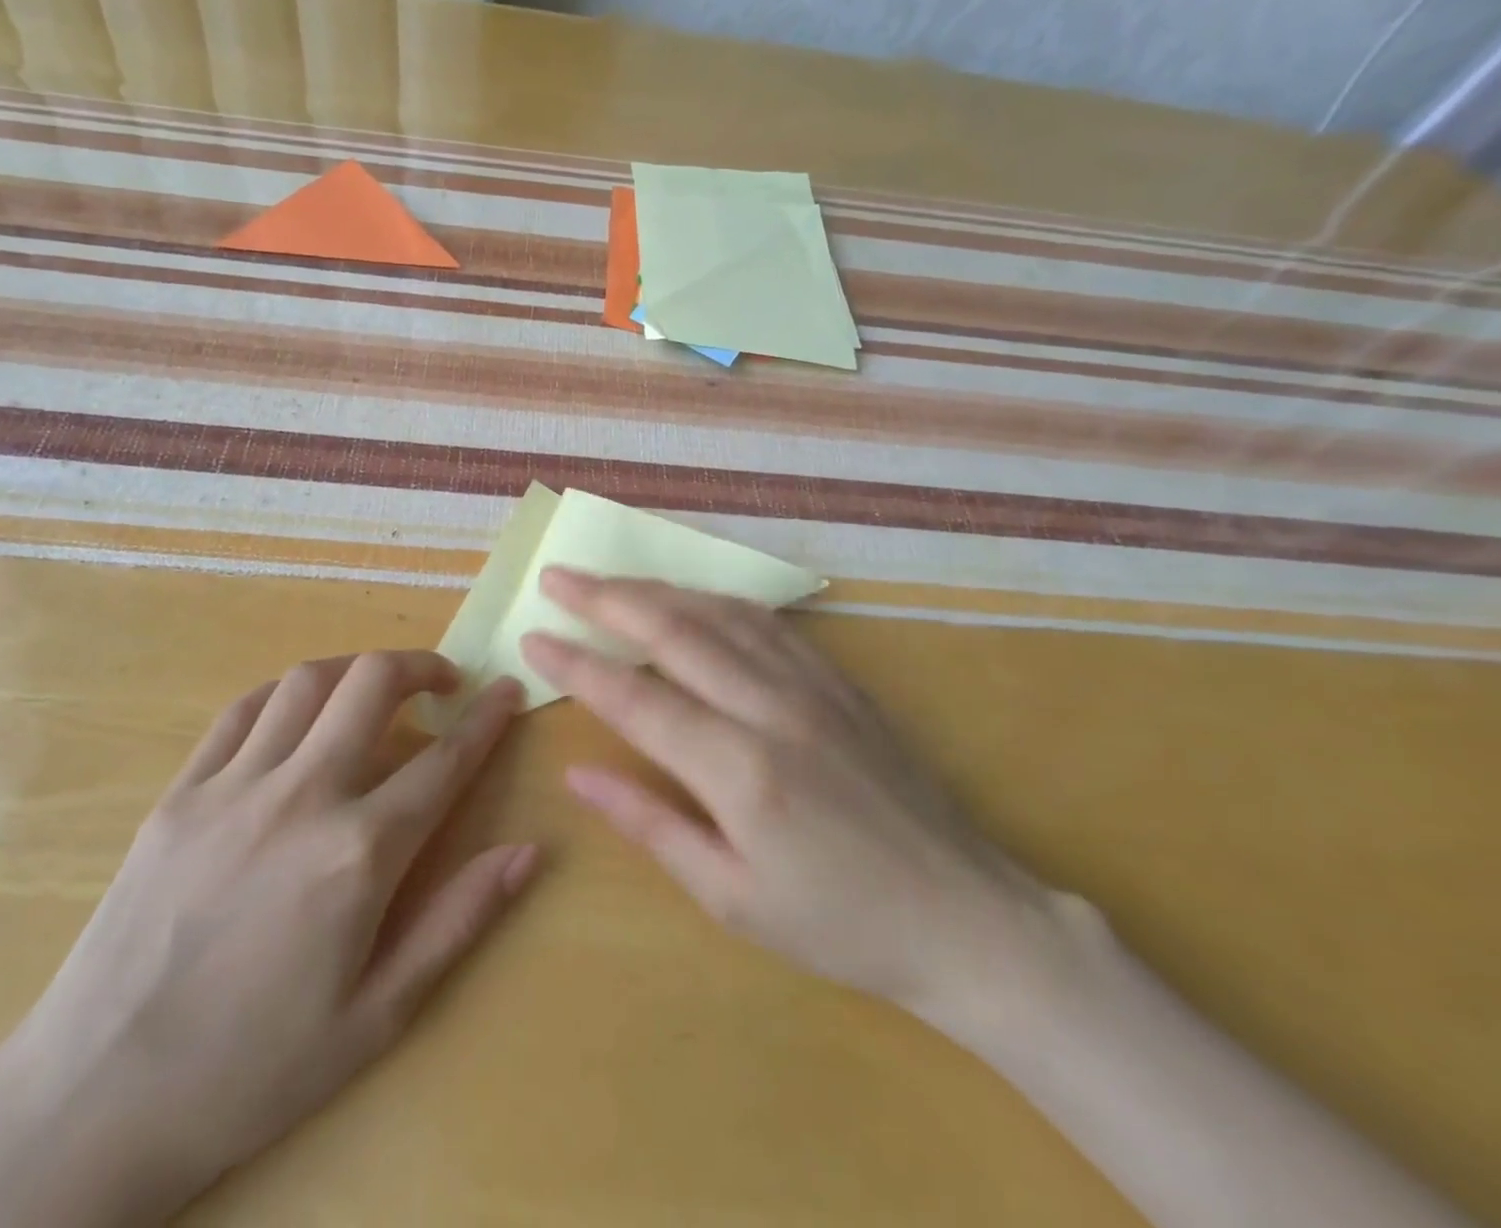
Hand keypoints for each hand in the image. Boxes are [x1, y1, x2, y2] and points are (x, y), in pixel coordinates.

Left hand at [0, 654, 535, 1227]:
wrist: (94, 1101)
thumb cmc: (254, 1069)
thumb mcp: (379, 1014)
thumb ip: (459, 920)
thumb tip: (529, 851)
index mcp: (359, 854)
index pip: (444, 761)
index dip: (487, 718)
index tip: (508, 691)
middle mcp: (301, 797)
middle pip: (373, 684)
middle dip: (421, 665)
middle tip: (443, 681)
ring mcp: (232, 787)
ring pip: (308, 682)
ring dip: (356, 670)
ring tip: (376, 689)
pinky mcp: (179, 793)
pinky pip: (241, 711)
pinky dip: (285, 694)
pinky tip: (299, 712)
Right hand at [525, 574, 1474, 1227]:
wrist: (967, 916)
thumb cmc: (840, 924)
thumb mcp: (732, 899)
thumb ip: (651, 824)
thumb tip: (579, 773)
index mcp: (739, 769)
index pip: (635, 697)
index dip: (577, 664)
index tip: (532, 637)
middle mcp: (771, 706)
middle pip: (673, 630)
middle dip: (606, 599)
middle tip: (557, 575)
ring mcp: (811, 684)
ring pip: (718, 612)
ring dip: (656, 588)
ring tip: (609, 579)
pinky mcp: (840, 680)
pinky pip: (766, 621)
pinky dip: (716, 598)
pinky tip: (692, 596)